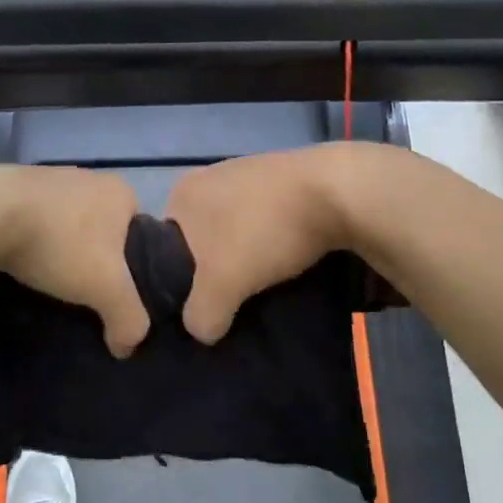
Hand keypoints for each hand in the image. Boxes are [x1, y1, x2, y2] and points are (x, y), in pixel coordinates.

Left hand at [0, 165, 150, 356]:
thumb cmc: (59, 243)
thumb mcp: (107, 289)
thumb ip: (130, 319)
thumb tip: (126, 346)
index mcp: (119, 191)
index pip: (140, 235)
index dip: (132, 267)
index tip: (114, 293)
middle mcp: (88, 177)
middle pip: (102, 230)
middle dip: (93, 260)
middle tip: (82, 293)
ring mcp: (48, 178)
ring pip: (65, 225)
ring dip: (60, 250)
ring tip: (49, 282)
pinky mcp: (12, 187)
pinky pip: (33, 220)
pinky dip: (31, 241)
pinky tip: (21, 262)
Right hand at [164, 144, 371, 343]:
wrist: (339, 192)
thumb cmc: (265, 231)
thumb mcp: (222, 285)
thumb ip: (201, 315)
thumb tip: (202, 330)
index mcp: (182, 193)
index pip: (163, 246)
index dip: (181, 279)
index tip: (203, 301)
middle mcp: (209, 176)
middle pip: (201, 238)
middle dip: (216, 268)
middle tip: (234, 296)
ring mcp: (247, 173)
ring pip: (235, 230)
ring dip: (247, 255)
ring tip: (264, 281)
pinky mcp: (283, 178)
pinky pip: (265, 219)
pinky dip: (272, 240)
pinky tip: (287, 257)